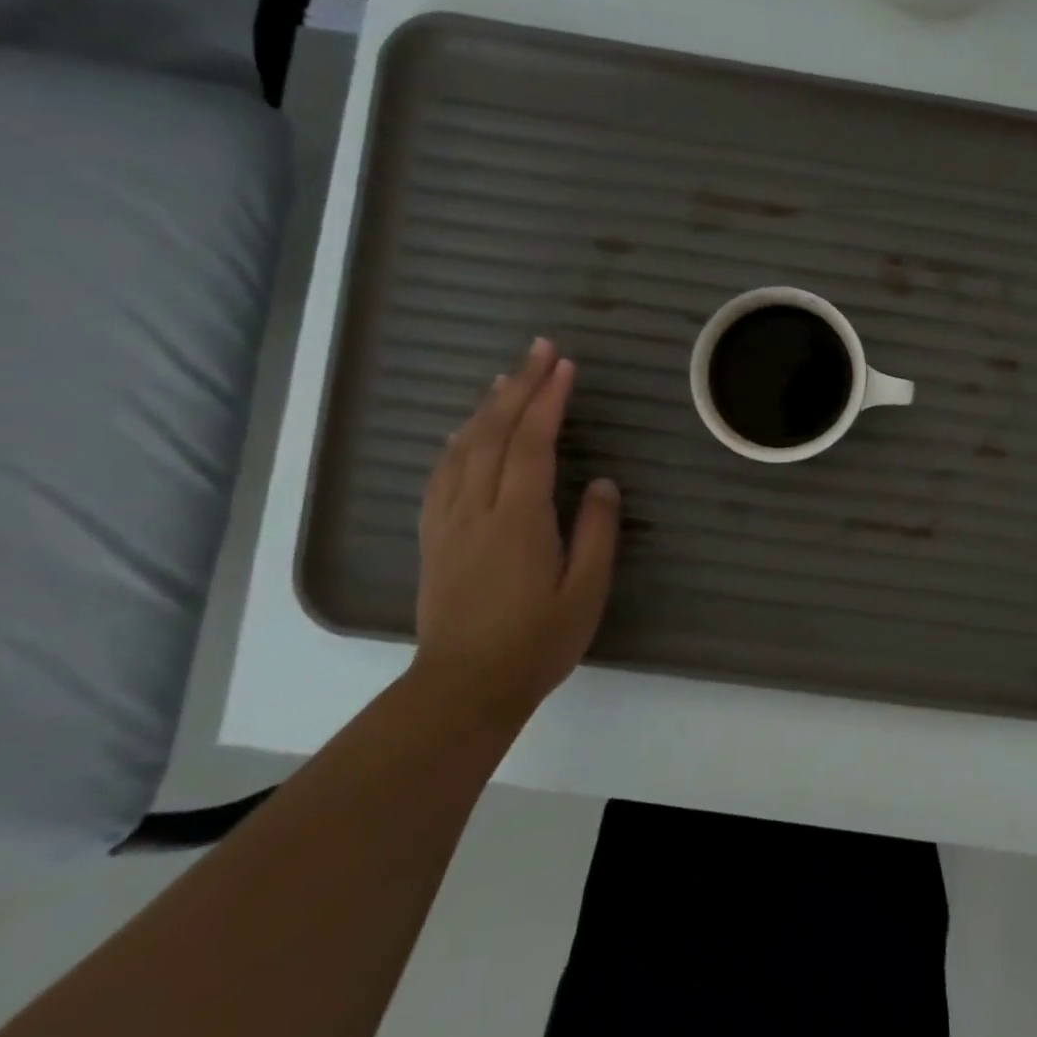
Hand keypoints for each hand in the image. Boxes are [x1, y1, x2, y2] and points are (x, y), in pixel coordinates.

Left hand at [414, 338, 620, 718]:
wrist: (463, 688)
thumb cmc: (536, 642)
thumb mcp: (586, 591)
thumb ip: (597, 532)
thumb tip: (603, 483)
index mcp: (518, 519)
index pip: (532, 444)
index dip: (548, 400)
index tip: (565, 365)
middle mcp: (477, 509)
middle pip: (494, 434)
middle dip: (519, 386)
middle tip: (540, 349)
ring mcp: (449, 522)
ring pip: (463, 448)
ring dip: (487, 406)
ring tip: (507, 376)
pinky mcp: (434, 538)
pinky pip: (441, 474)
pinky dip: (456, 442)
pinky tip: (462, 431)